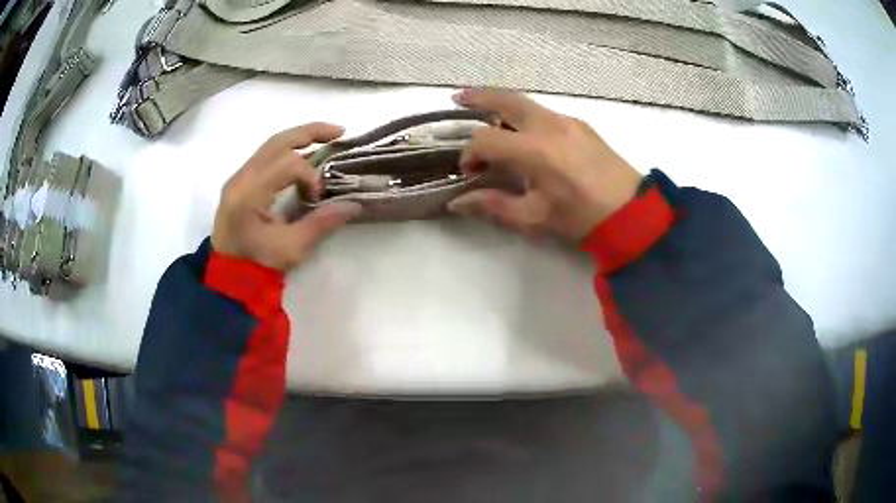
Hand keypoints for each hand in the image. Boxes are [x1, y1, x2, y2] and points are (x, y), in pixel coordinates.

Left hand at [211, 123, 361, 270]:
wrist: (228, 277)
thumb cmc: (257, 265)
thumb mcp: (291, 248)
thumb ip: (322, 223)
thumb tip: (354, 204)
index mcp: (249, 193)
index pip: (287, 164)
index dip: (310, 176)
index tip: (318, 198)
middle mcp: (241, 178)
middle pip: (277, 141)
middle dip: (310, 132)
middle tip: (340, 132)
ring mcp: (238, 178)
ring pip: (270, 145)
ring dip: (299, 139)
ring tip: (326, 139)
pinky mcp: (240, 183)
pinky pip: (265, 156)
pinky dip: (287, 152)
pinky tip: (304, 157)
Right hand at [447, 89, 642, 240]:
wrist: (632, 213)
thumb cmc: (581, 218)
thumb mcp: (535, 218)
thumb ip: (493, 206)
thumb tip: (457, 203)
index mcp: (535, 151)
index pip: (486, 140)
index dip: (469, 153)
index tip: (469, 170)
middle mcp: (549, 126)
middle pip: (505, 100)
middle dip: (478, 97)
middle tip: (457, 99)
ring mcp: (568, 121)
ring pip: (526, 103)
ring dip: (502, 104)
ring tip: (485, 110)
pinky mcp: (581, 124)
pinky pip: (545, 112)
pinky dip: (525, 115)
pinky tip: (524, 132)